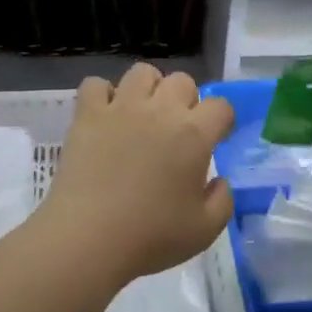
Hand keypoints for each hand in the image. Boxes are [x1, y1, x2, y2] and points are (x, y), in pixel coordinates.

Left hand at [31, 64, 236, 289]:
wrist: (88, 239)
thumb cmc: (151, 237)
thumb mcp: (205, 230)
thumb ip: (223, 200)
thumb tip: (220, 181)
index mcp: (194, 135)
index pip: (220, 106)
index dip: (222, 120)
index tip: (217, 137)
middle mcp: (160, 110)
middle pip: (182, 81)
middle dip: (186, 100)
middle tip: (177, 129)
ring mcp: (121, 108)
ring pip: (142, 72)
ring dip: (148, 88)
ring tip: (143, 114)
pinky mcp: (88, 115)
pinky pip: (96, 84)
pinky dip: (103, 95)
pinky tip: (106, 116)